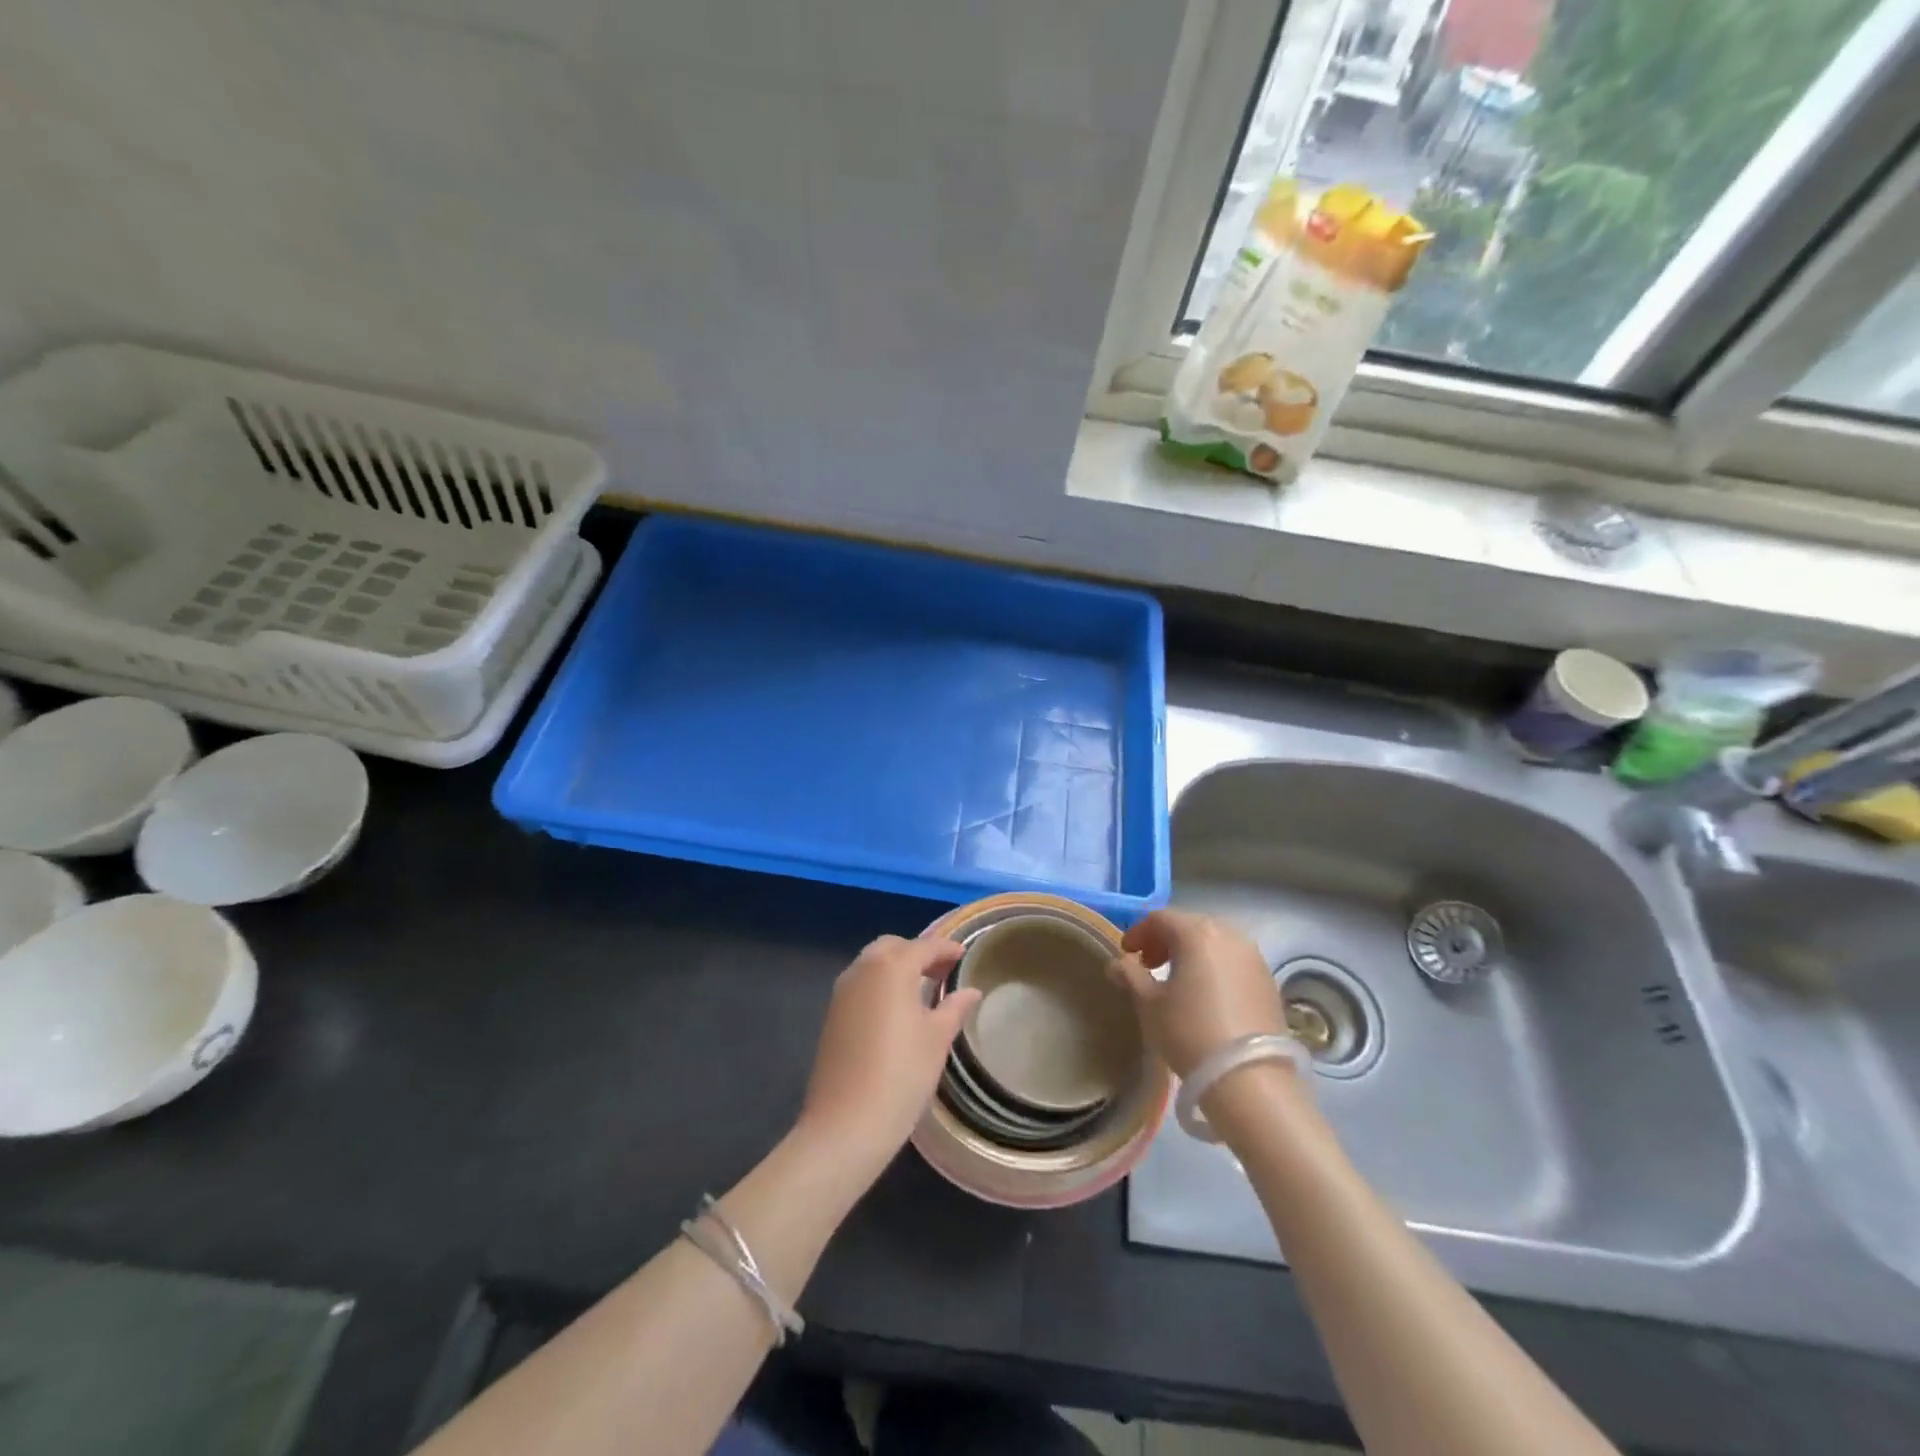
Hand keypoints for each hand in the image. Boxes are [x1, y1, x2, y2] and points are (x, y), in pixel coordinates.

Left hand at [798, 935, 978, 1173]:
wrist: (845, 1125)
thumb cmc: (901, 1075)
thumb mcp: (937, 1039)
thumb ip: (954, 1008)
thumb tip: (970, 991)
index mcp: (891, 967)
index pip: (924, 946)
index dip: (946, 949)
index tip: (964, 954)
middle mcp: (862, 969)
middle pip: (893, 947)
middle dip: (918, 953)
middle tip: (942, 971)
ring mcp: (842, 992)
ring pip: (873, 964)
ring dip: (897, 967)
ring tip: (923, 990)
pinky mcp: (832, 1015)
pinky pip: (861, 984)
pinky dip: (880, 984)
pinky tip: (897, 1010)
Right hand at [1106, 908, 1286, 1077]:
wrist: (1250, 1078)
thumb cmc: (1190, 1032)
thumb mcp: (1150, 1004)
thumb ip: (1130, 976)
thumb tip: (1118, 963)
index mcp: (1197, 933)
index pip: (1160, 918)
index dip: (1139, 932)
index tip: (1126, 954)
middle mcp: (1229, 934)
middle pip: (1190, 925)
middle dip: (1165, 940)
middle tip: (1149, 965)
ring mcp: (1254, 956)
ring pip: (1215, 941)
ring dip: (1192, 952)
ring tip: (1178, 980)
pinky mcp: (1269, 980)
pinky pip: (1234, 960)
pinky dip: (1215, 966)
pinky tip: (1206, 993)